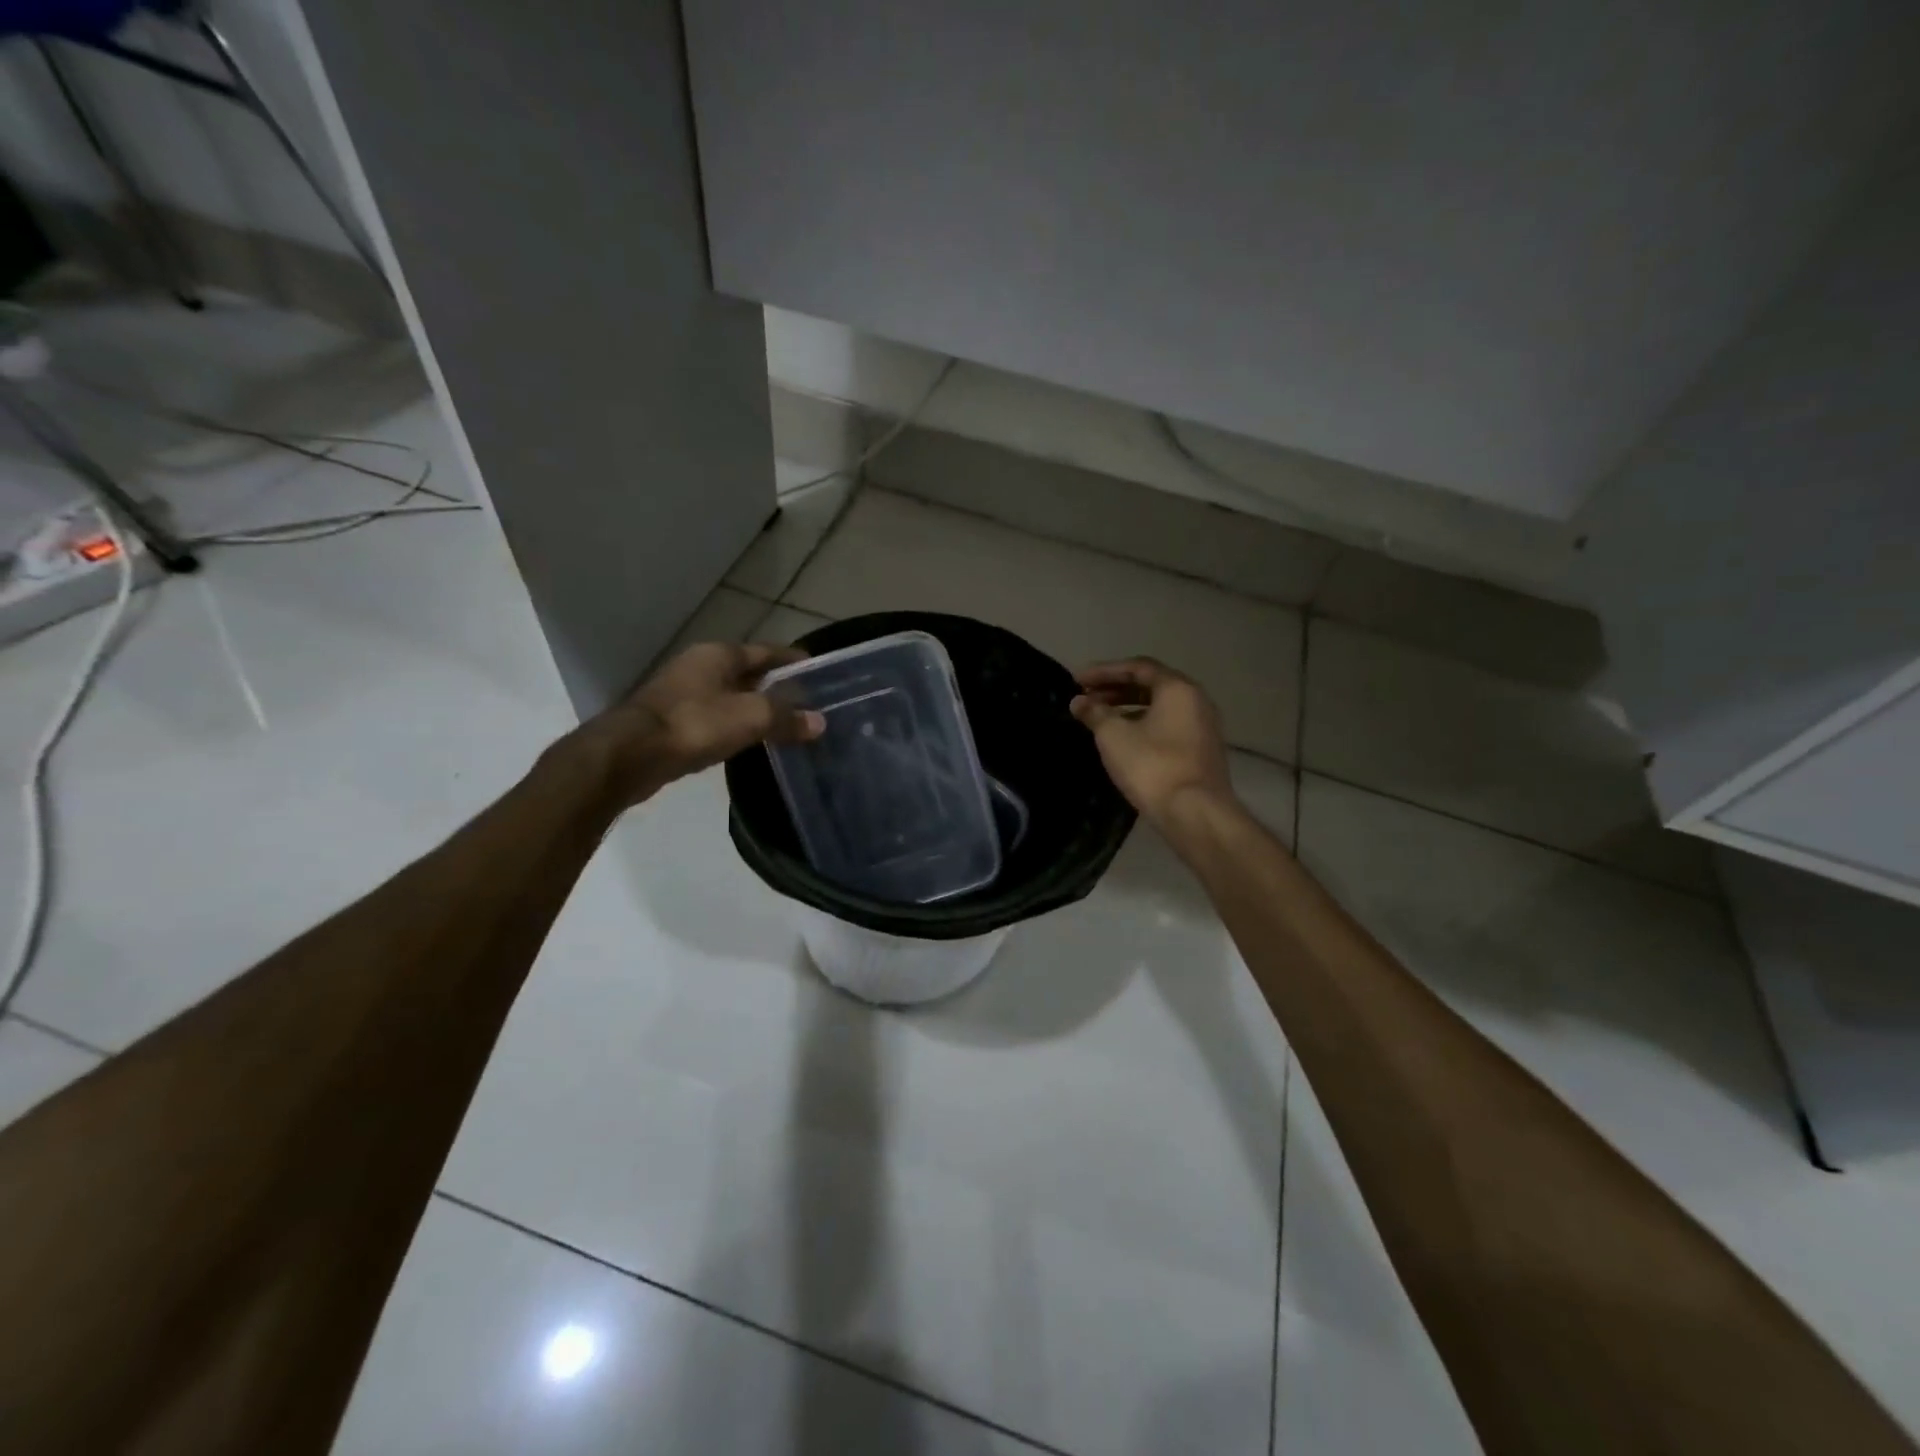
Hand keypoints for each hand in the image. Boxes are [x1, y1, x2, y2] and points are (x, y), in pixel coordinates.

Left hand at [575, 642, 824, 805]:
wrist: (630, 755)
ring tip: (782, 723)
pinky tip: (748, 740)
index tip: (816, 670)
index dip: (792, 660)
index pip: (766, 651)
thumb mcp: (751, 718)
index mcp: (719, 654)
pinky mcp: (671, 721)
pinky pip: (714, 717)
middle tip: (805, 702)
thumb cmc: (695, 724)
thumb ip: (786, 718)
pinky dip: (734, 724)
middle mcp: (699, 666)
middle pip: (747, 672)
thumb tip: (819, 722)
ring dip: (754, 706)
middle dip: (775, 685)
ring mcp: (681, 693)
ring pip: (730, 695)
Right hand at [1070, 658, 1233, 828]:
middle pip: (1151, 685)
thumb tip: (1079, 701)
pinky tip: (1124, 739)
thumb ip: (1095, 713)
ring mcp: (1203, 726)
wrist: (1194, 813)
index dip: (1104, 671)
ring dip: (1129, 707)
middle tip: (1087, 697)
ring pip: (1161, 707)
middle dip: (1116, 688)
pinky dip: (1144, 724)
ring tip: (1100, 718)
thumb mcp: (1114, 736)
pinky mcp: (1202, 750)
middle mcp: (1196, 700)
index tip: (1077, 680)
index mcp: (1177, 688)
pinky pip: (1168, 725)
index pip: (1137, 667)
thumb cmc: (1152, 766)